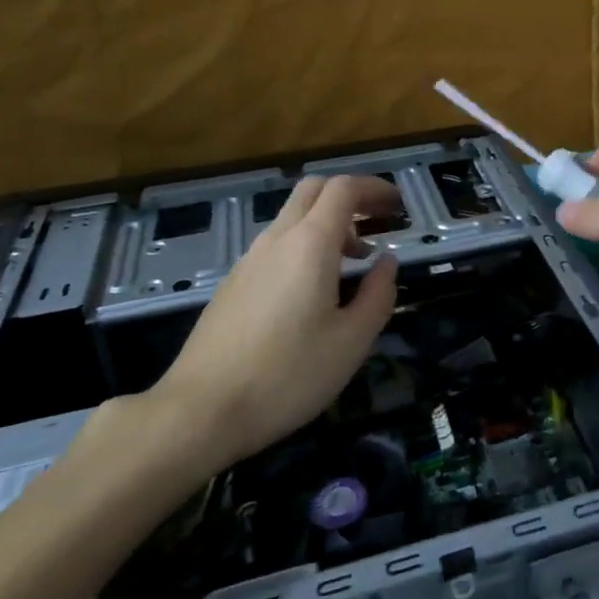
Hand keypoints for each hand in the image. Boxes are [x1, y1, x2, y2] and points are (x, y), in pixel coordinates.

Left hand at [145, 175, 401, 470]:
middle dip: (351, 195)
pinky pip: (276, 244)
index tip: (398, 205)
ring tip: (354, 260)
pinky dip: (305, 245)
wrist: (200, 410)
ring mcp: (249, 259)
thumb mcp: (352, 341)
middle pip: (314, 190)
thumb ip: (378, 294)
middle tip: (378, 221)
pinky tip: (314, 288)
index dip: (375, 187)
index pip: (344, 188)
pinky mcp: (233, 283)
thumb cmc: (287, 375)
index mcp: (310, 243)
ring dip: (328, 222)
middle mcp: (277, 239)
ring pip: (293, 217)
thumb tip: (387, 262)